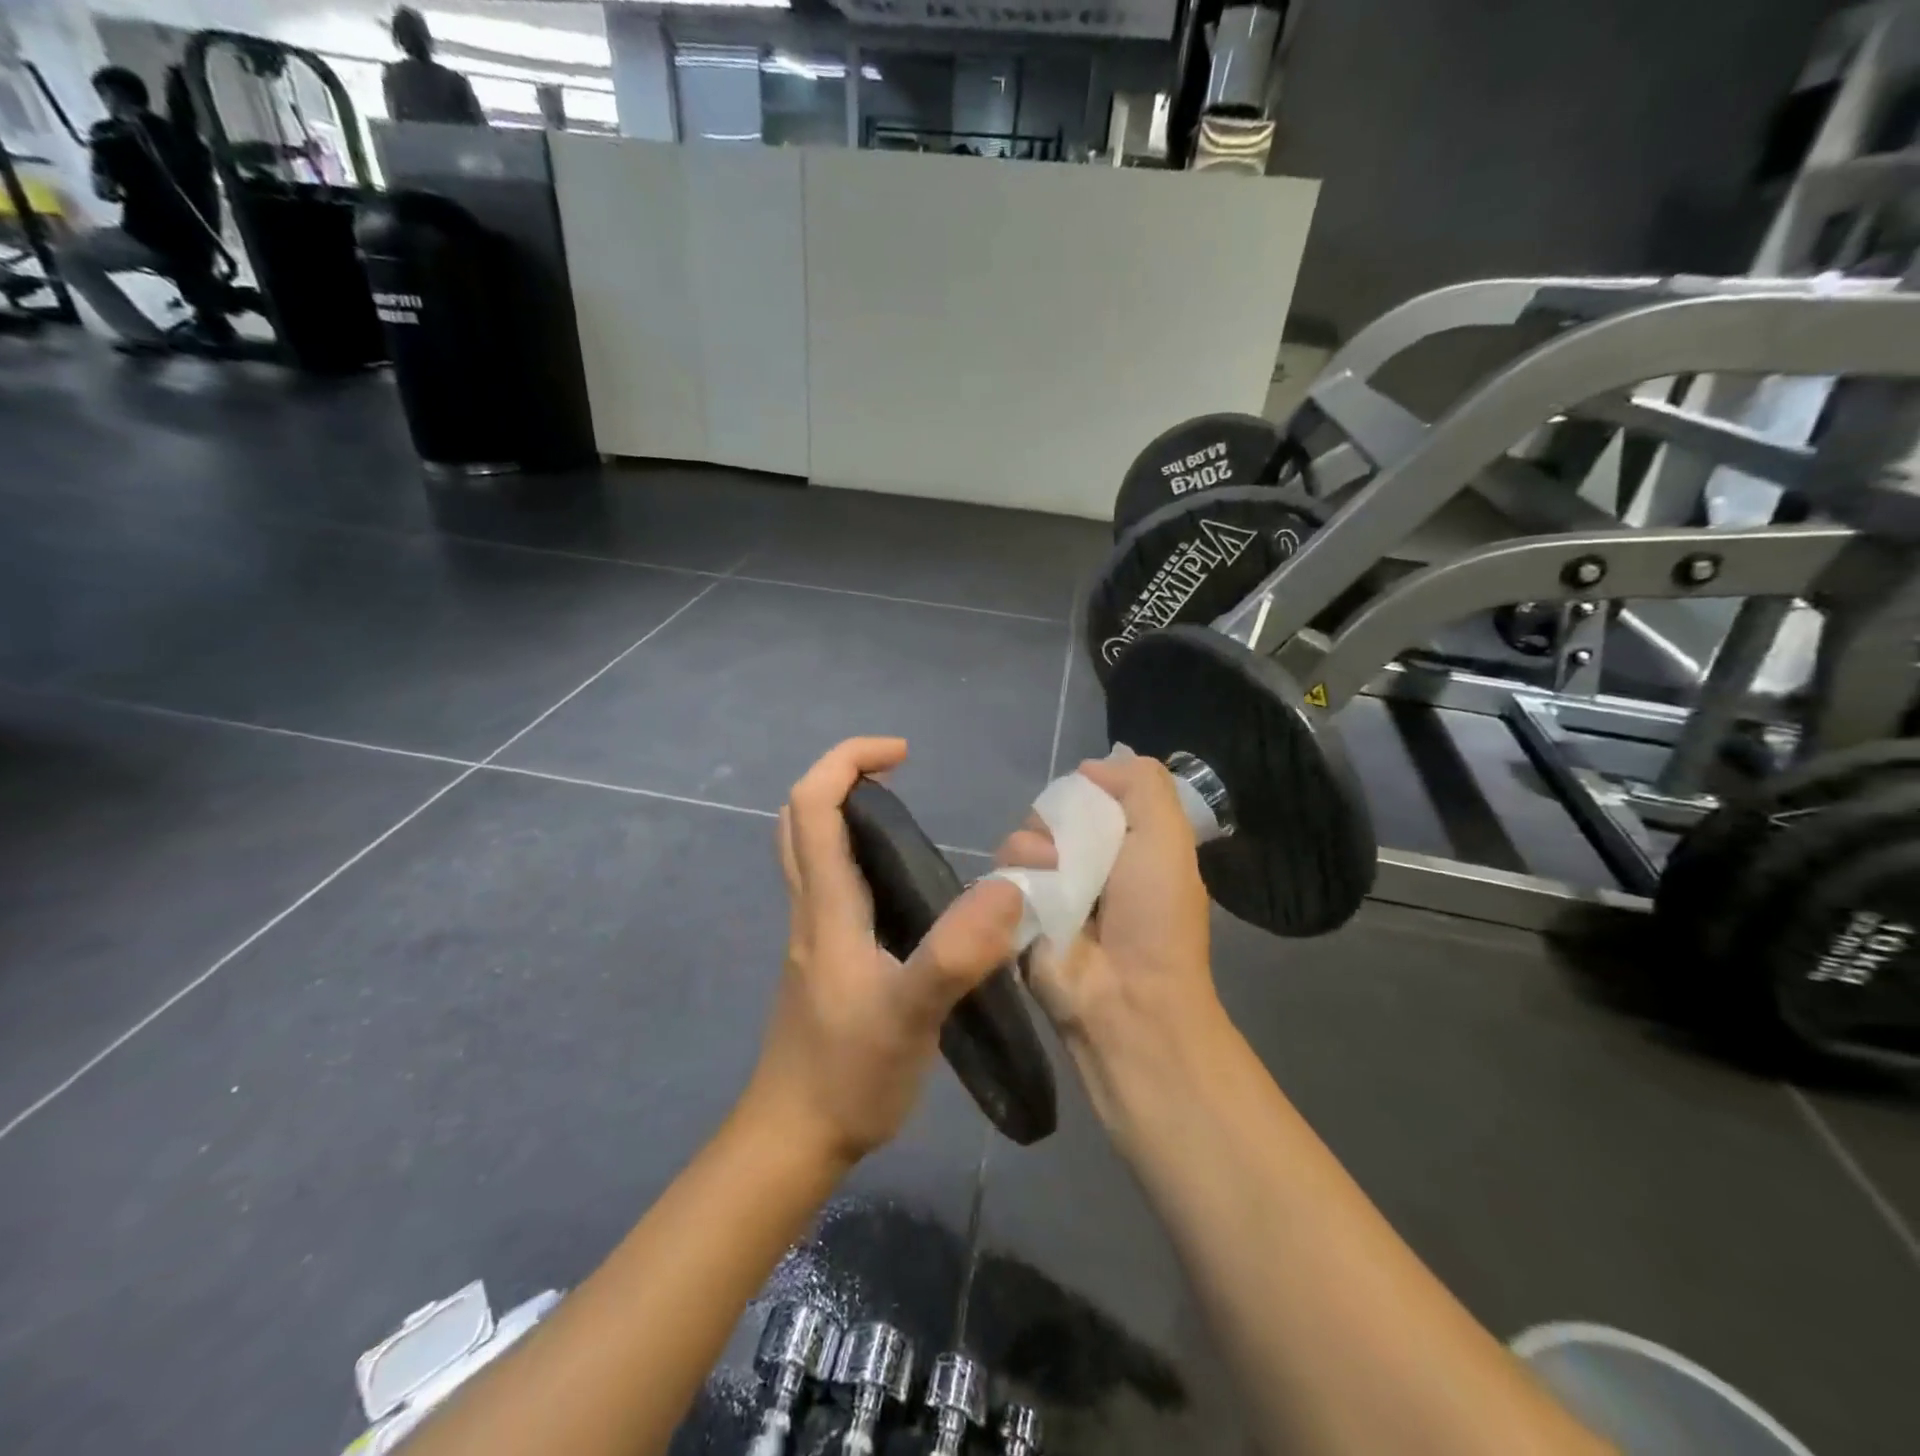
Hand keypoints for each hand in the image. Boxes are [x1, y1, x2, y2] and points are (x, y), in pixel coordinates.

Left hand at [749, 737, 1024, 1168]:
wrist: (794, 1139)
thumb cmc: (847, 1076)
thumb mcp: (909, 1017)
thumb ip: (955, 954)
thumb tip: (1008, 888)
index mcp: (827, 904)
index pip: (813, 803)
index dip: (849, 759)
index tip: (903, 755)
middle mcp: (811, 907)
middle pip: (800, 817)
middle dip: (842, 777)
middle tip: (897, 777)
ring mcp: (813, 933)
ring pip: (811, 849)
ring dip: (846, 813)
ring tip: (905, 818)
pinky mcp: (823, 957)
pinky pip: (830, 883)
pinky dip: (856, 854)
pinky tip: (904, 887)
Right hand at [998, 754, 1221, 1122]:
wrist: (1125, 997)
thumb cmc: (1155, 915)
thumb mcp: (1169, 835)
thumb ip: (1142, 782)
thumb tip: (1090, 768)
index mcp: (1126, 843)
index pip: (1091, 794)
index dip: (1087, 790)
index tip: (1089, 801)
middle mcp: (1087, 862)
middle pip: (1050, 813)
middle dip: (1056, 819)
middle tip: (1072, 846)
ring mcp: (1050, 889)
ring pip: (1020, 839)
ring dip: (1034, 848)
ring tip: (1053, 875)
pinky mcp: (1017, 913)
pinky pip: (1000, 874)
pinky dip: (1012, 875)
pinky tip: (1028, 893)